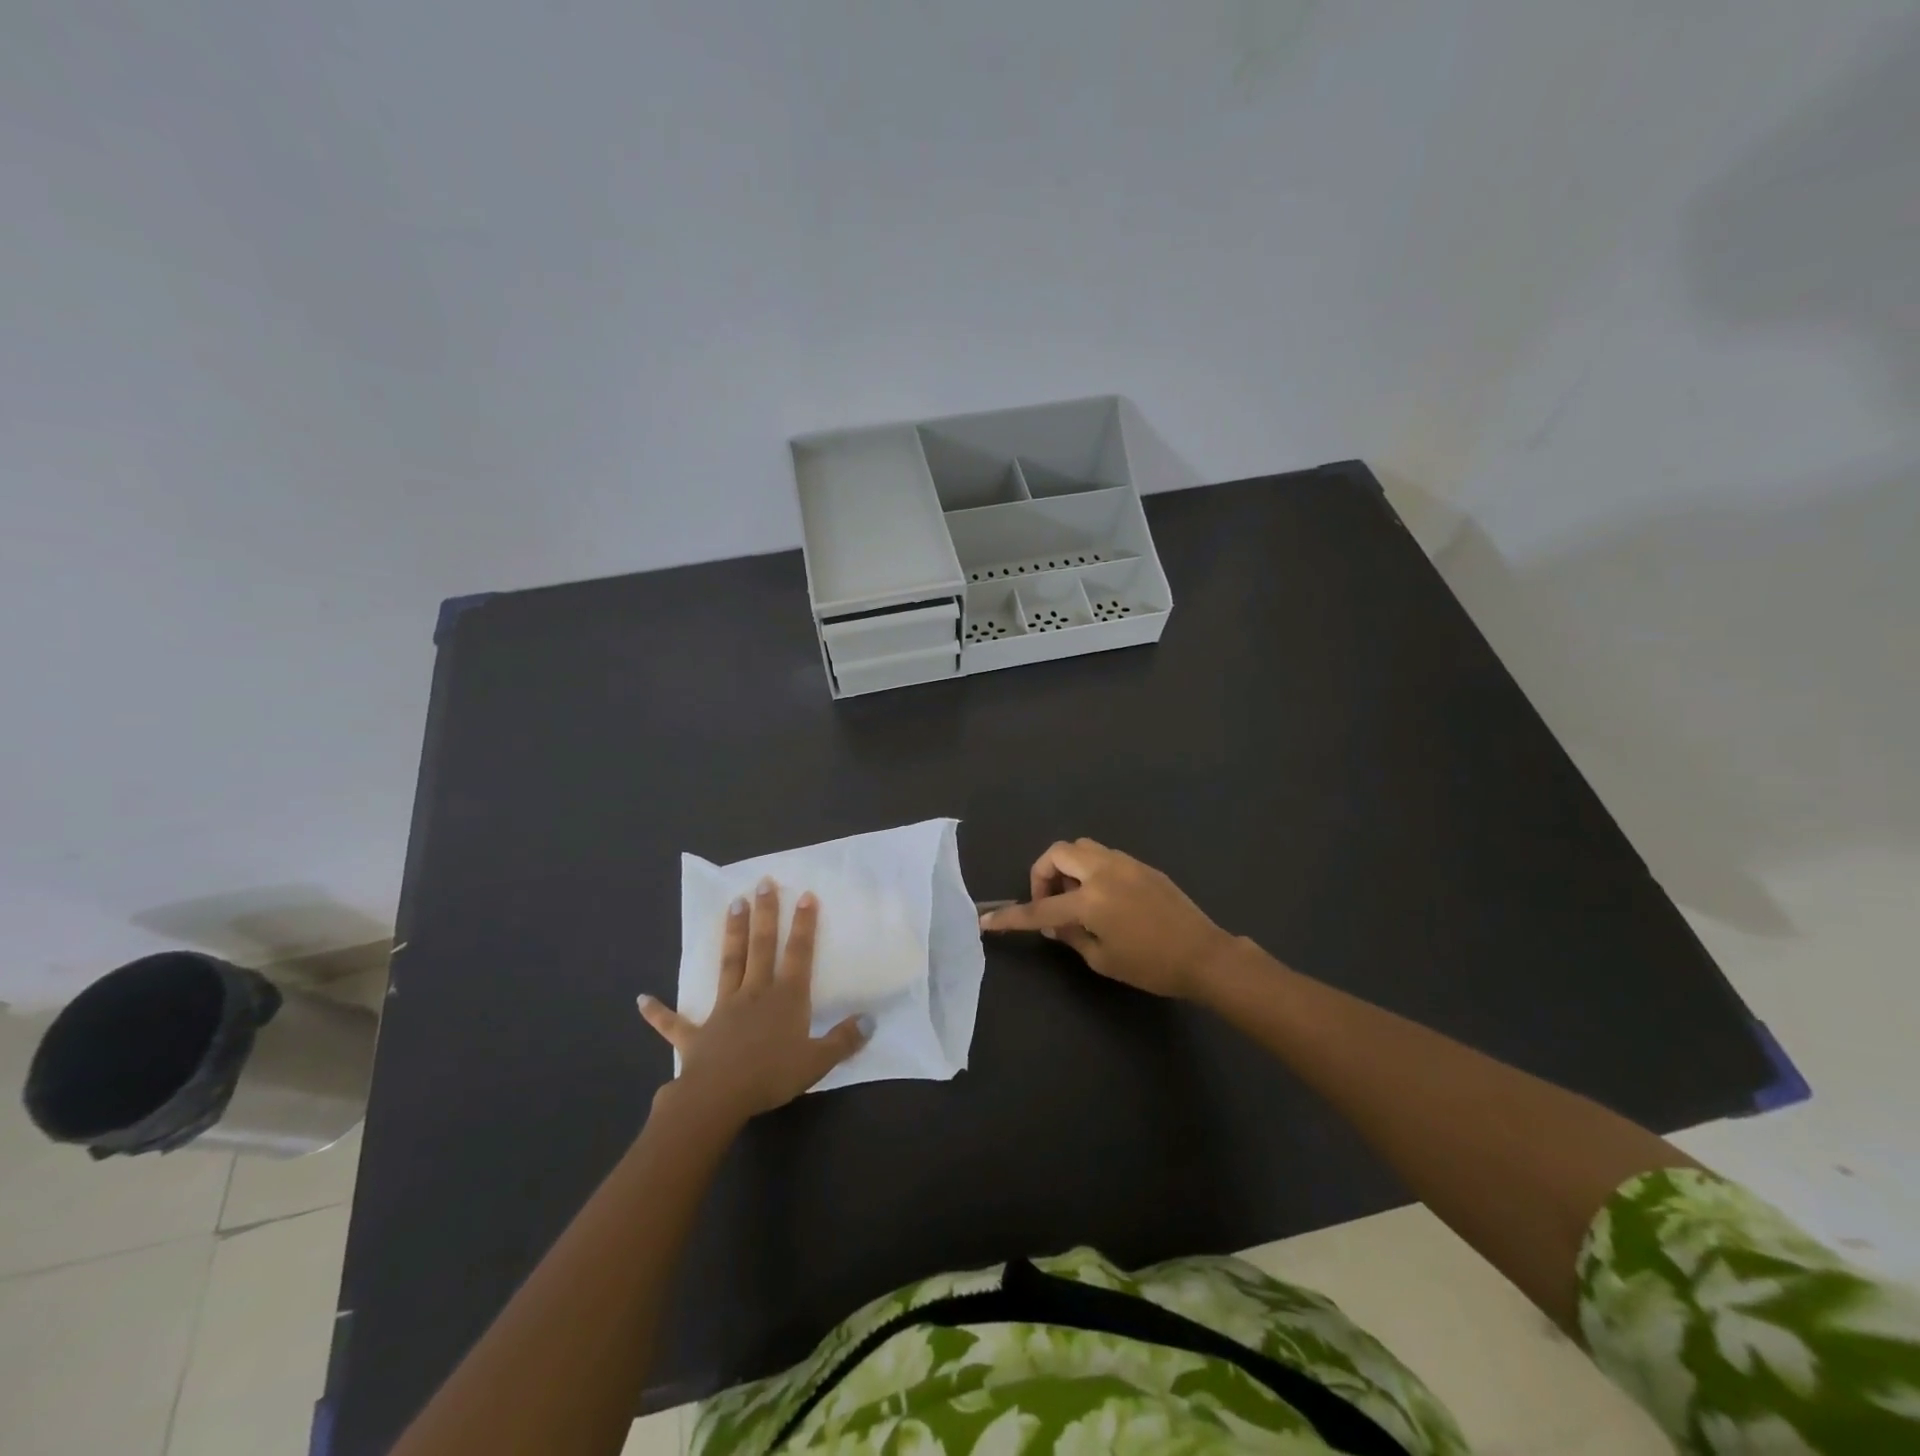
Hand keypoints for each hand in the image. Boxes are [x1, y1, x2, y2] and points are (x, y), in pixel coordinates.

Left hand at [639, 879, 869, 1123]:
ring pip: (728, 964)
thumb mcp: (818, 1061)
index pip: (798, 954)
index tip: (805, 894)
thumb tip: (871, 1020)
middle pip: (761, 946)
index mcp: (785, 998)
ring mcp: (723, 1010)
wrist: (718, 1097)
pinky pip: (674, 1023)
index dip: (804, 925)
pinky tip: (641, 1000)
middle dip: (765, 914)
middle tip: (762, 882)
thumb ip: (844, 1040)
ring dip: (731, 935)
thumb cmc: (772, 1076)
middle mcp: (755, 993)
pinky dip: (658, 1012)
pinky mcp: (696, 1034)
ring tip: (732, 905)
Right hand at [978, 838, 1238, 999]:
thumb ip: (1072, 936)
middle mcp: (1104, 872)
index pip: (1040, 908)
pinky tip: (1101, 897)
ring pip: (1081, 847)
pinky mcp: (1141, 865)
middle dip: (1042, 875)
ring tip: (1074, 898)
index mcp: (1091, 900)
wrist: (1204, 954)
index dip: (1011, 917)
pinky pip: (1103, 856)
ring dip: (1067, 867)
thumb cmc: (1151, 966)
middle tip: (1049, 903)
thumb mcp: (1103, 959)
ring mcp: (1124, 863)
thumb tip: (1055, 923)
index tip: (987, 921)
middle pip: (1058, 853)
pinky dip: (1090, 869)